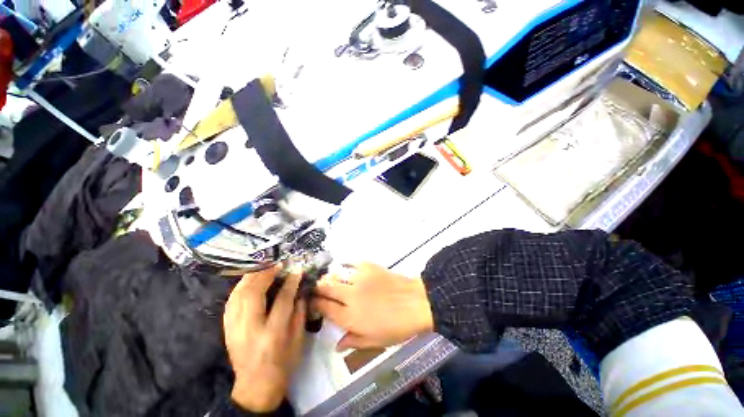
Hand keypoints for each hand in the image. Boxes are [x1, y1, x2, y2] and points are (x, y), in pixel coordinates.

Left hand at [223, 265, 305, 412]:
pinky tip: (249, 282)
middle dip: (266, 274)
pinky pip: (230, 302)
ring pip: (238, 295)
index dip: (290, 282)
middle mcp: (250, 329)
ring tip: (264, 268)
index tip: (296, 270)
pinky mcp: (226, 329)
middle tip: (277, 265)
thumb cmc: (282, 363)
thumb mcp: (298, 340)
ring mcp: (234, 329)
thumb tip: (299, 290)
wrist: (255, 386)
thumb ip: (299, 312)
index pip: (282, 300)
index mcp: (272, 334)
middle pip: (253, 294)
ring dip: (251, 278)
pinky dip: (240, 288)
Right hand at [312, 262, 433, 350]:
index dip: (315, 304)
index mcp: (350, 317)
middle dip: (317, 288)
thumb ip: (354, 342)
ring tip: (328, 279)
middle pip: (326, 289)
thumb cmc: (397, 326)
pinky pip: (351, 263)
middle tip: (316, 289)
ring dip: (329, 277)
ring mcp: (359, 279)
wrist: (416, 302)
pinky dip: (345, 265)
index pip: (325, 308)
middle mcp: (350, 296)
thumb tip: (337, 346)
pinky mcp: (368, 266)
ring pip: (336, 275)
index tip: (311, 302)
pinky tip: (345, 267)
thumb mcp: (376, 341)